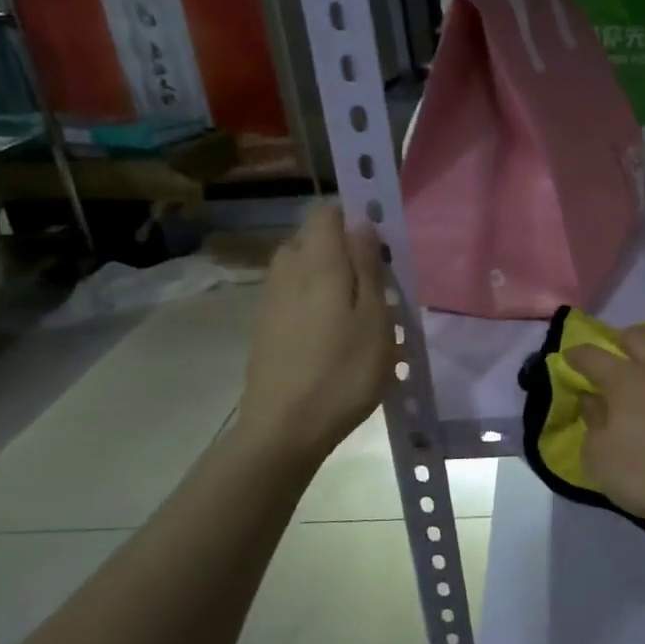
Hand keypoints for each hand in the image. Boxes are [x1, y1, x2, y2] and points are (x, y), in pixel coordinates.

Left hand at [236, 204, 393, 465]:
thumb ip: (367, 266)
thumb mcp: (374, 319)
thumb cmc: (343, 373)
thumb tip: (361, 223)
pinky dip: (314, 301)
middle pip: (312, 240)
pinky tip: (332, 335)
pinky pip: (293, 296)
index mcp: (316, 263)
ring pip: (302, 269)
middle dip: (343, 249)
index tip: (380, 241)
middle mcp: (286, 272)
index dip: (353, 216)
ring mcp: (270, 301)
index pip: (326, 212)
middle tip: (376, 283)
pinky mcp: (264, 328)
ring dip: (329, 277)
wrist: (284, 430)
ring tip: (358, 312)